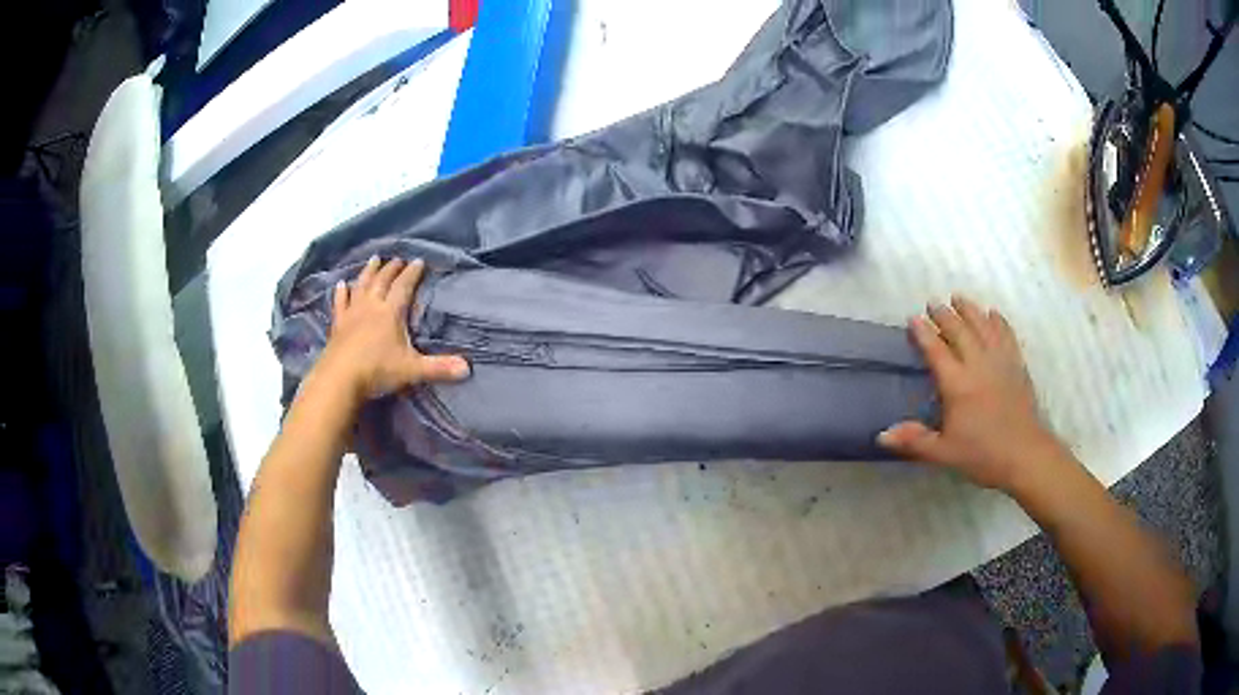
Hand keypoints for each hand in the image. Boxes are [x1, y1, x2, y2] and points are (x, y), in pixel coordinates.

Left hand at [315, 257, 468, 402]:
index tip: (419, 261)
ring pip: (362, 286)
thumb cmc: (377, 370)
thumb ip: (438, 368)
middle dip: (391, 268)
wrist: (339, 379)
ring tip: (374, 259)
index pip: (404, 286)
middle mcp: (371, 307)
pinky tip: (341, 285)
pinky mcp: (338, 325)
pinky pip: (340, 303)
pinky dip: (341, 293)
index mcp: (390, 312)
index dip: (412, 273)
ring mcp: (352, 314)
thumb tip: (468, 369)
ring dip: (369, 272)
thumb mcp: (412, 370)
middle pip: (382, 281)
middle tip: (398, 259)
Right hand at [877, 296, 1067, 491]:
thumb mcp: (944, 453)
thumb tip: (881, 435)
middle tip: (933, 303)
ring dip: (970, 310)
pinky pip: (1006, 334)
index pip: (936, 350)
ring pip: (983, 326)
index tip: (913, 318)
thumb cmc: (982, 455)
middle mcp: (978, 365)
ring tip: (959, 298)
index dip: (923, 333)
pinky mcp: (1017, 365)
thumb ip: (915, 440)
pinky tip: (993, 314)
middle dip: (945, 315)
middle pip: (959, 331)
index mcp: (957, 384)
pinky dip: (998, 321)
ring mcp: (1000, 361)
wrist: (1025, 455)